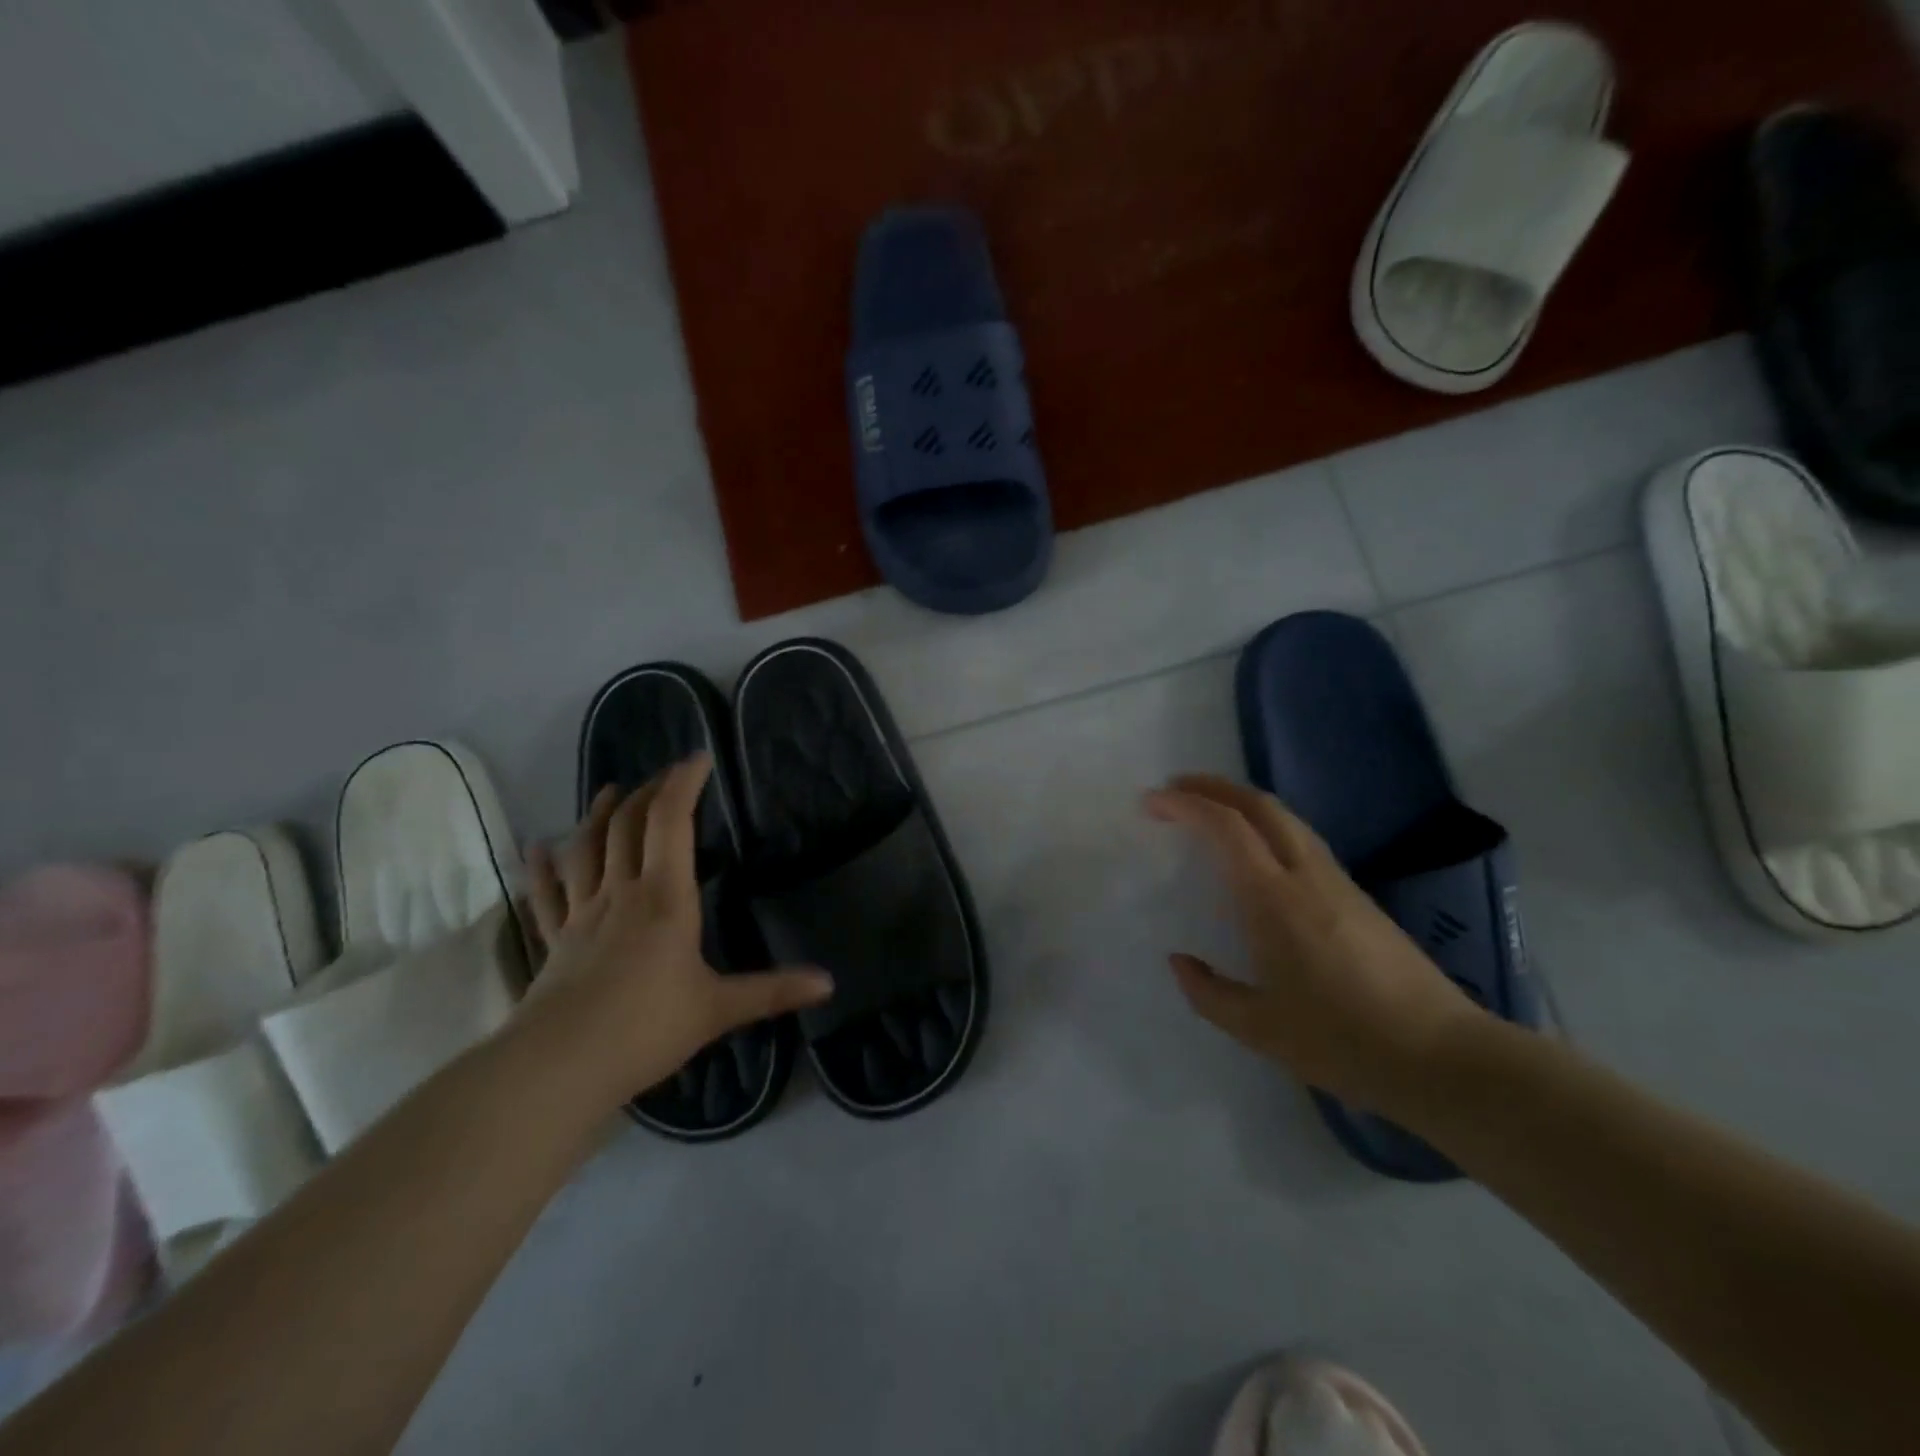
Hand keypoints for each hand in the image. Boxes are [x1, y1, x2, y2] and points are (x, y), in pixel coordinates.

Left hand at [517, 754, 832, 1103]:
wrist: (559, 1066)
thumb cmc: (646, 1027)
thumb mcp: (719, 1009)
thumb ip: (773, 991)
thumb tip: (830, 983)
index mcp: (665, 898)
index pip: (672, 822)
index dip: (683, 785)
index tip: (698, 759)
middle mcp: (622, 893)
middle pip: (629, 826)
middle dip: (649, 793)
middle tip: (666, 776)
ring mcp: (582, 915)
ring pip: (587, 849)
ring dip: (600, 815)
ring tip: (613, 790)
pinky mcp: (555, 941)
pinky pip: (547, 895)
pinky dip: (543, 868)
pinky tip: (537, 848)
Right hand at [1145, 773, 1483, 1112]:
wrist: (1443, 1058)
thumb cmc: (1343, 1041)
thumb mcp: (1259, 1029)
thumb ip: (1208, 993)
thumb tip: (1180, 961)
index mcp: (1275, 900)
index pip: (1227, 827)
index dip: (1186, 804)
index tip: (1153, 801)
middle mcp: (1307, 876)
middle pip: (1260, 805)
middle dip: (1213, 786)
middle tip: (1176, 788)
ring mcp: (1339, 882)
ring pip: (1286, 818)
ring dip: (1242, 803)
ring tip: (1210, 812)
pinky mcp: (1359, 897)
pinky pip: (1302, 840)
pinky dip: (1267, 826)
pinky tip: (1256, 853)